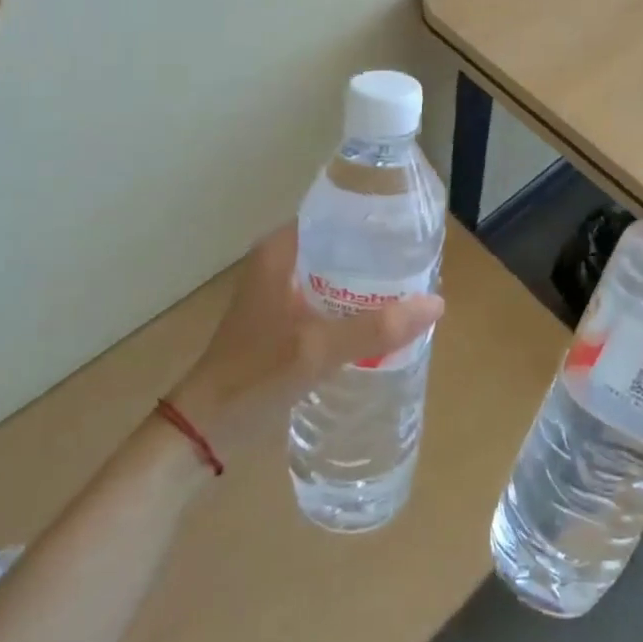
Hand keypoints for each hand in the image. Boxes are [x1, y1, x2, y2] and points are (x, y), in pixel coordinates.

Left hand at [167, 222, 443, 458]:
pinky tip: (380, 318)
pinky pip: (328, 295)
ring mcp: (280, 289)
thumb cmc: (255, 375)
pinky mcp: (283, 316)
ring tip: (408, 287)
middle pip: (340, 243)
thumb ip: (375, 328)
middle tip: (419, 262)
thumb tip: (436, 303)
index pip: (336, 214)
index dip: (373, 218)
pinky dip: (352, 302)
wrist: (206, 427)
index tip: (411, 228)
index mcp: (281, 249)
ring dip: (366, 280)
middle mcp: (280, 260)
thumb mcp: (318, 349)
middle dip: (377, 253)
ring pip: (335, 271)